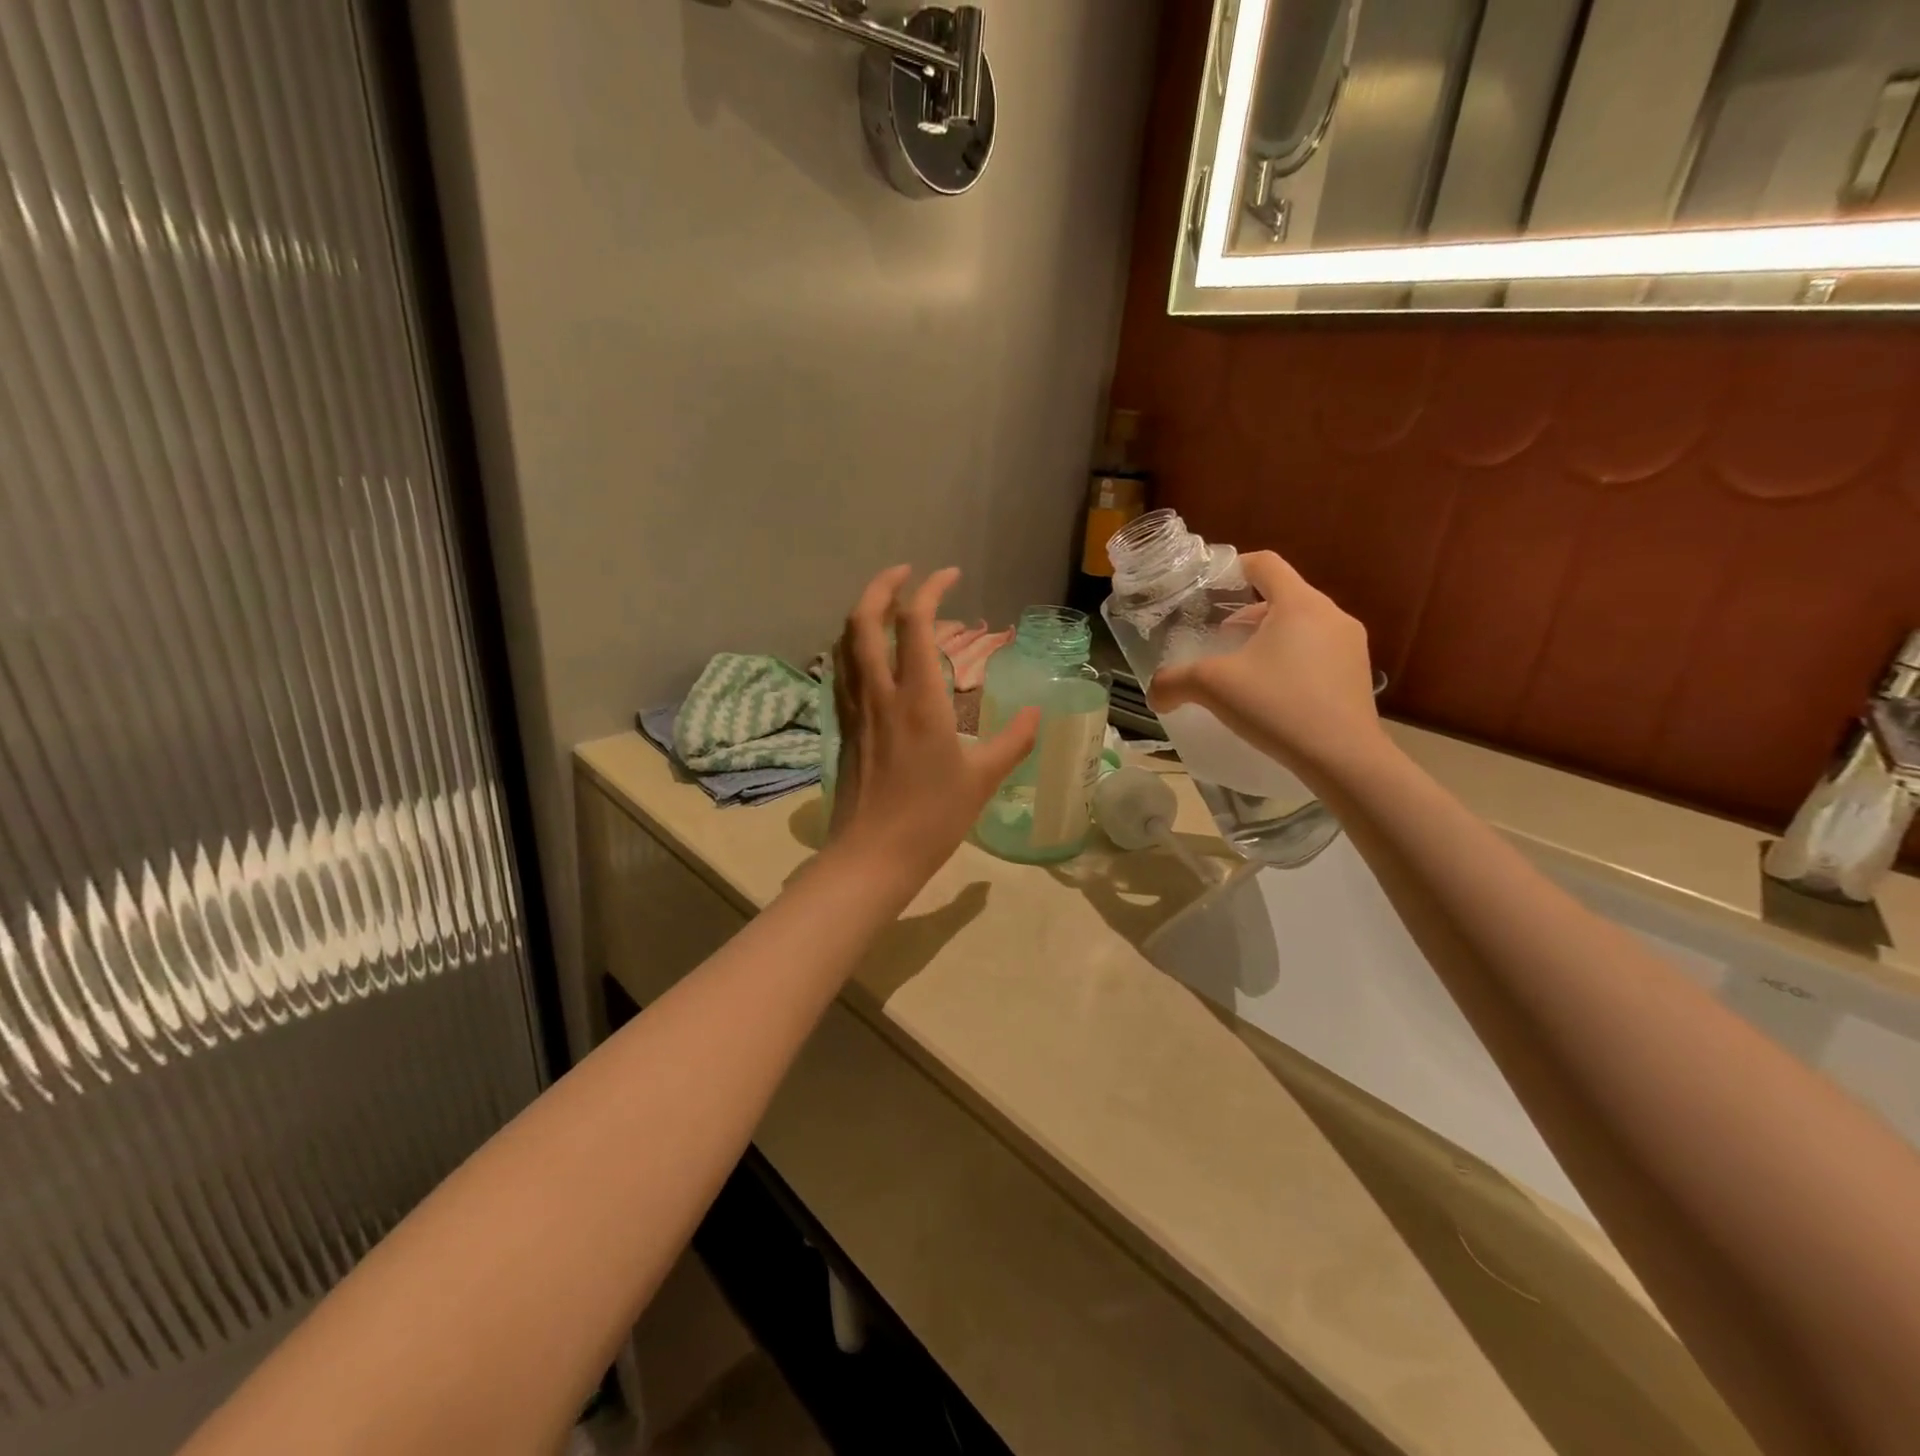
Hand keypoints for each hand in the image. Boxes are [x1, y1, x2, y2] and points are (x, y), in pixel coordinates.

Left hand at [828, 567, 1038, 893]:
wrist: (872, 855)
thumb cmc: (932, 817)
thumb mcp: (983, 779)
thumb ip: (1014, 741)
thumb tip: (1039, 713)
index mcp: (918, 698)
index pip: (915, 623)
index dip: (930, 589)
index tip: (949, 574)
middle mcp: (879, 692)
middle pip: (864, 619)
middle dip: (881, 585)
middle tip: (904, 573)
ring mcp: (855, 708)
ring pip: (845, 643)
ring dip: (863, 613)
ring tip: (887, 606)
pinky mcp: (844, 726)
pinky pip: (842, 671)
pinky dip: (854, 646)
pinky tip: (870, 655)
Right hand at [1147, 551, 1383, 775]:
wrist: (1343, 758)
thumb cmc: (1276, 705)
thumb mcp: (1212, 687)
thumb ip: (1174, 682)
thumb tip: (1154, 693)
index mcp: (1298, 603)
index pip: (1265, 563)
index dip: (1234, 567)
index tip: (1211, 587)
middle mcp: (1331, 614)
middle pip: (1283, 595)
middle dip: (1248, 611)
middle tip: (1219, 635)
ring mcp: (1351, 646)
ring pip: (1302, 625)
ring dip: (1270, 636)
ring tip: (1244, 666)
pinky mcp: (1358, 675)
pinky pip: (1319, 652)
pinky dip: (1292, 659)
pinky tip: (1273, 692)